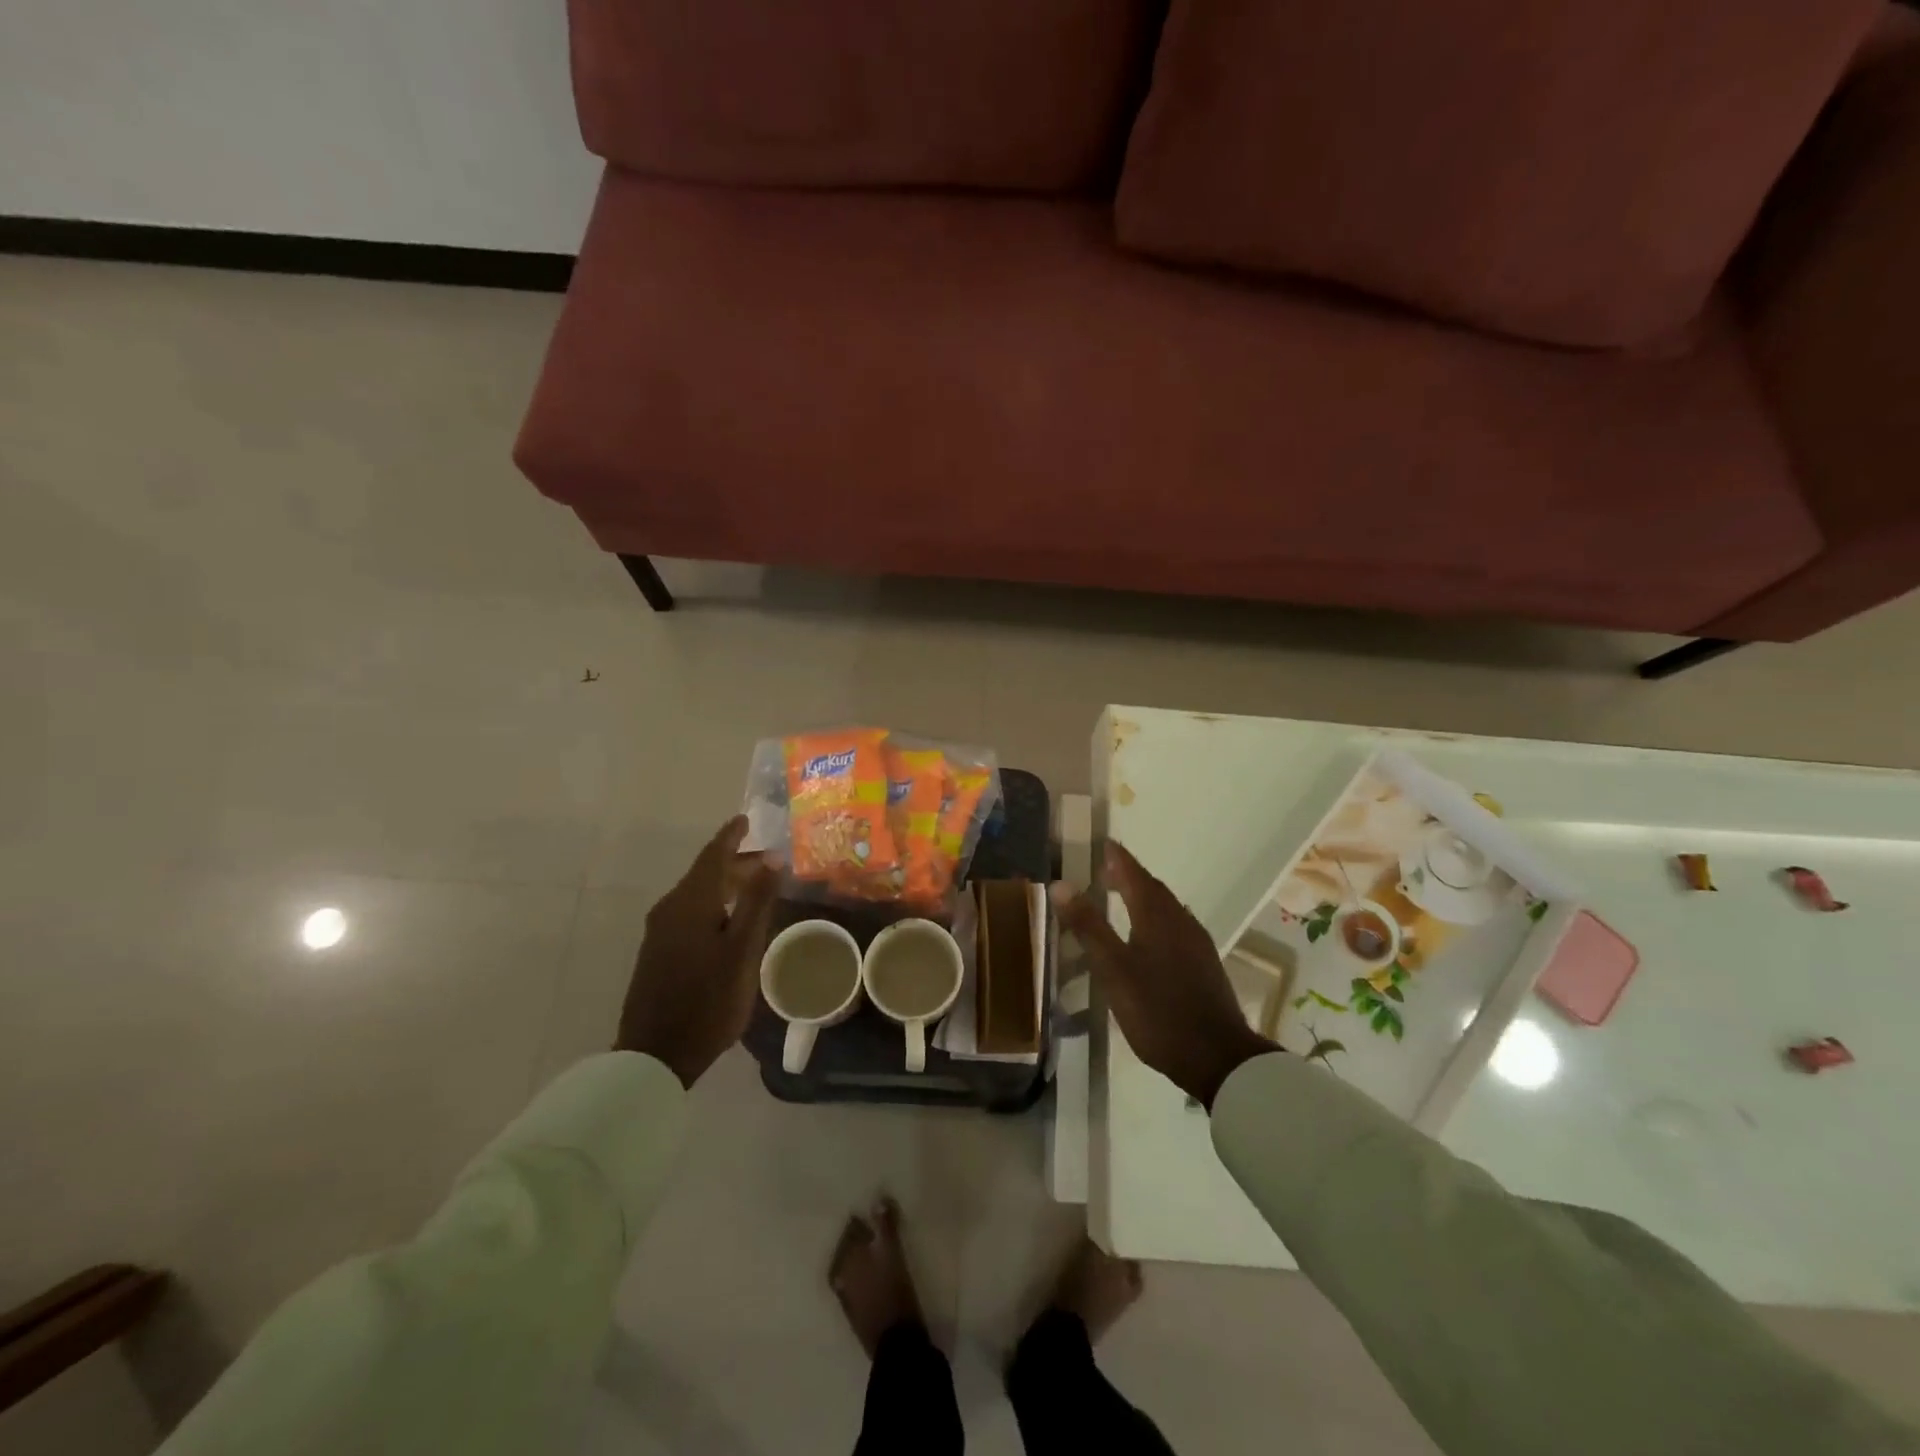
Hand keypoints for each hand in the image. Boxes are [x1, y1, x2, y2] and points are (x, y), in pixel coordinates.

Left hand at [616, 816, 779, 1087]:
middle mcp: (670, 908)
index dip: (731, 836)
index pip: (712, 856)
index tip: (746, 819)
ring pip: (696, 894)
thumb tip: (772, 856)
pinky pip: (689, 912)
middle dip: (735, 862)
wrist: (655, 1055)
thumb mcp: (742, 950)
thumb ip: (757, 901)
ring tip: (754, 886)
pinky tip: (728, 919)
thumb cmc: (708, 1000)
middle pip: (704, 873)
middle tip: (766, 860)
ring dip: (725, 885)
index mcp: (690, 902)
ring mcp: (659, 932)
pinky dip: (713, 903)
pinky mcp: (657, 952)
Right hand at [1052, 841, 1276, 1108]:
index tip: (1101, 843)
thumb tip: (1061, 883)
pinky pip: (1173, 927)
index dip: (1115, 857)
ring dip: (1141, 898)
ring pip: (1164, 909)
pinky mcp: (1203, 964)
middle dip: (1127, 876)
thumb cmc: (1158, 1010)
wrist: (1218, 1058)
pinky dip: (1153, 920)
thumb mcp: (1113, 969)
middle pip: (1151, 888)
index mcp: (1157, 915)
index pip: (1133, 873)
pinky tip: (1143, 940)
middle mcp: (1180, 920)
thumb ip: (1088, 926)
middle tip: (1102, 872)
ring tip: (1117, 902)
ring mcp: (1196, 943)